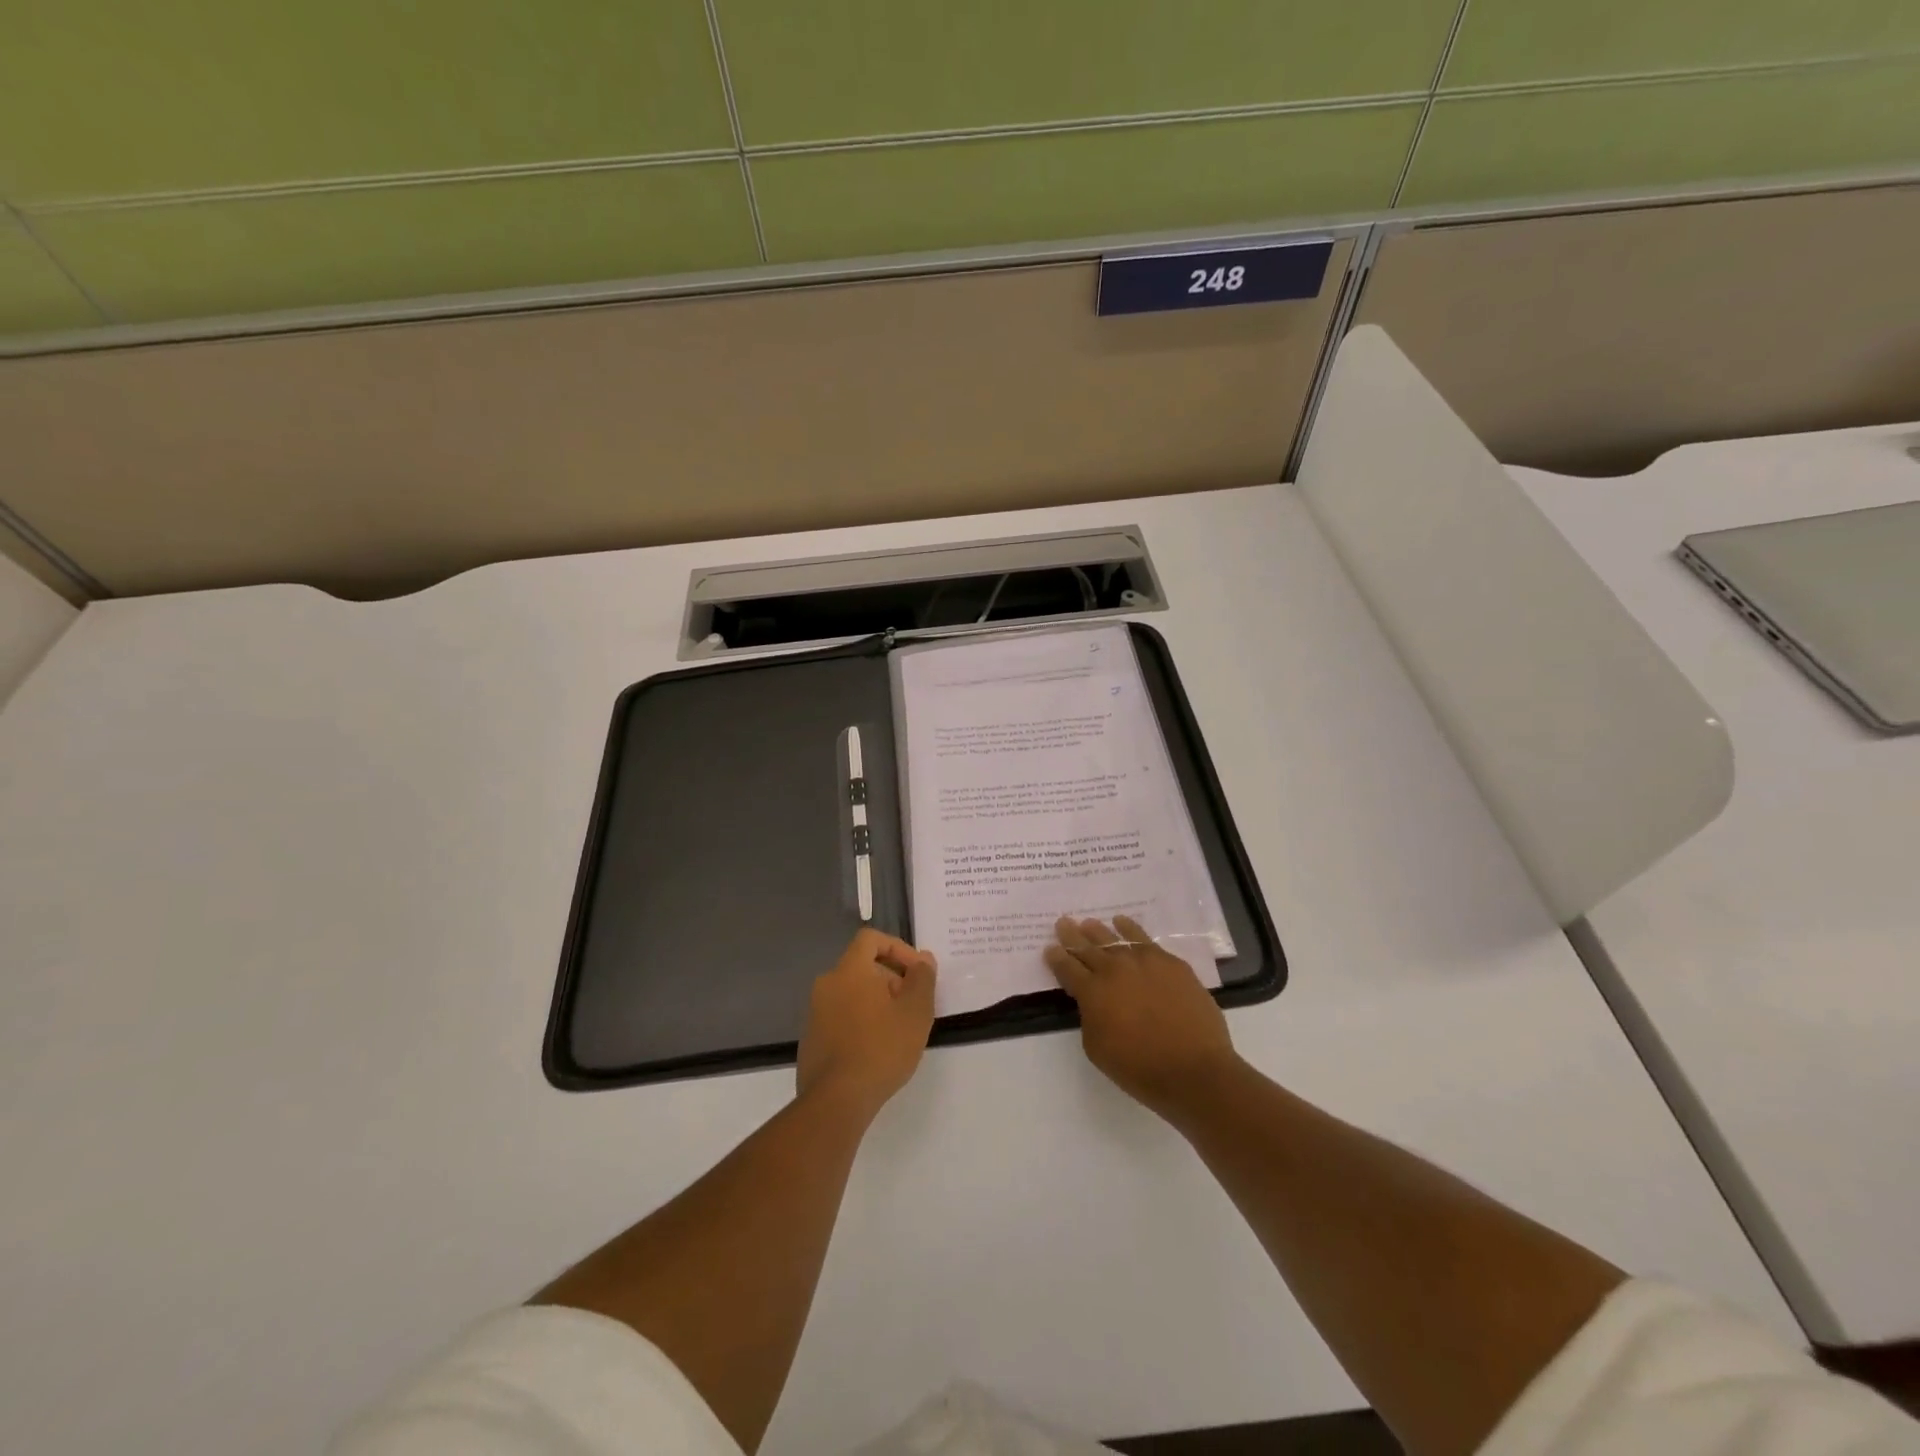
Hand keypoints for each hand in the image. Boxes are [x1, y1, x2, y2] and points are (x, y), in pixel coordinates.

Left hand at [796, 929, 937, 1121]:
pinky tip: (877, 1049)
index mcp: (849, 970)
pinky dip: (861, 1021)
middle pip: (863, 966)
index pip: (871, 939)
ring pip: (852, 992)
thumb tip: (923, 959)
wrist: (836, 1100)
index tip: (916, 972)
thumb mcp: (915, 1011)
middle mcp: (827, 984)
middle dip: (892, 979)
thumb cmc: (881, 1048)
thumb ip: (922, 979)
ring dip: (877, 1002)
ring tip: (899, 1030)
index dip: (898, 948)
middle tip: (913, 1006)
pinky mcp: (812, 1038)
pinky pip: (841, 1016)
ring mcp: (815, 1012)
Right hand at [1045, 914, 1240, 1119]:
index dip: (1056, 958)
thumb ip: (1090, 1017)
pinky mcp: (1170, 962)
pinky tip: (1122, 923)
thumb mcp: (1097, 1048)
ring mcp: (1144, 961)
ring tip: (1088, 923)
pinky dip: (1129, 928)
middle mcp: (1114, 969)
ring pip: (1114, 938)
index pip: (1067, 968)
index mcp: (1092, 992)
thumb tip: (1094, 1000)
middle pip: (1087, 947)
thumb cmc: (1140, 1068)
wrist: (1194, 1070)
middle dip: (1072, 935)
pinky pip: (1143, 939)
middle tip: (1063, 923)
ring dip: (1098, 930)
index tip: (1049, 948)